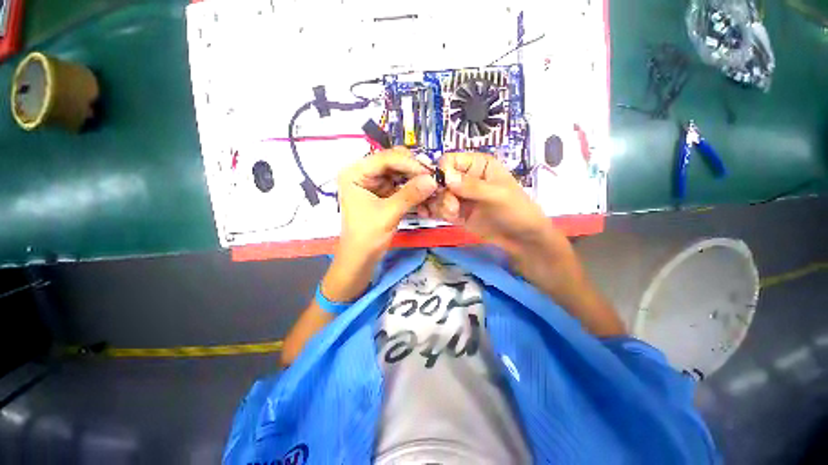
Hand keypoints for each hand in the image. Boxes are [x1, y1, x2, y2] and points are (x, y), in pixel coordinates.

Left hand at [337, 147, 437, 258]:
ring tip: (432, 185)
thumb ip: (410, 194)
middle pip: (393, 162)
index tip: (430, 172)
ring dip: (416, 179)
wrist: (360, 258)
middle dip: (414, 170)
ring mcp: (374, 183)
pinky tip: (425, 193)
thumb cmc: (367, 236)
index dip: (409, 164)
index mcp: (356, 173)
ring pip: (399, 173)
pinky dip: (413, 189)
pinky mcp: (382, 193)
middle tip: (433, 178)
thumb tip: (433, 180)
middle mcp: (363, 173)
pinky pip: (401, 185)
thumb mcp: (388, 213)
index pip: (386, 159)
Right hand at [419, 152, 549, 254]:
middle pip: (439, 180)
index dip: (442, 172)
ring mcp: (459, 195)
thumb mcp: (497, 195)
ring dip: (441, 206)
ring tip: (454, 215)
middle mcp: (465, 177)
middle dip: (442, 194)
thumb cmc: (516, 210)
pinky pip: (440, 208)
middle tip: (452, 207)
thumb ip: (472, 186)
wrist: (520, 238)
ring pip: (437, 195)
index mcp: (477, 165)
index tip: (443, 188)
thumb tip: (446, 176)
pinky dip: (437, 213)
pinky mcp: (456, 211)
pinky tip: (442, 217)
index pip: (449, 161)